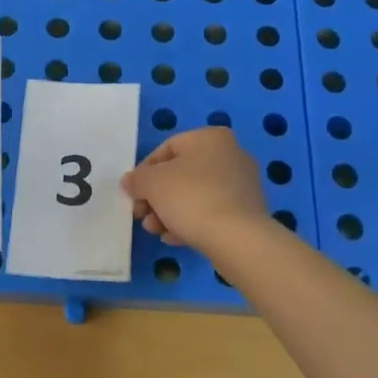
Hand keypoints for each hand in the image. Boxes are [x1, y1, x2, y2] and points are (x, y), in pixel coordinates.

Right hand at [122, 126, 272, 251]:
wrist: (238, 239)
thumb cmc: (192, 198)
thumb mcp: (152, 184)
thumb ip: (136, 179)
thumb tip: (129, 182)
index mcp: (211, 138)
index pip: (167, 148)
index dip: (144, 171)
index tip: (133, 192)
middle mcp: (231, 155)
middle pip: (181, 174)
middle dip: (156, 196)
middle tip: (141, 214)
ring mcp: (242, 185)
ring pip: (195, 195)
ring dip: (169, 211)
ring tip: (155, 229)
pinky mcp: (247, 212)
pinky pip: (211, 212)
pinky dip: (190, 222)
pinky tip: (174, 238)